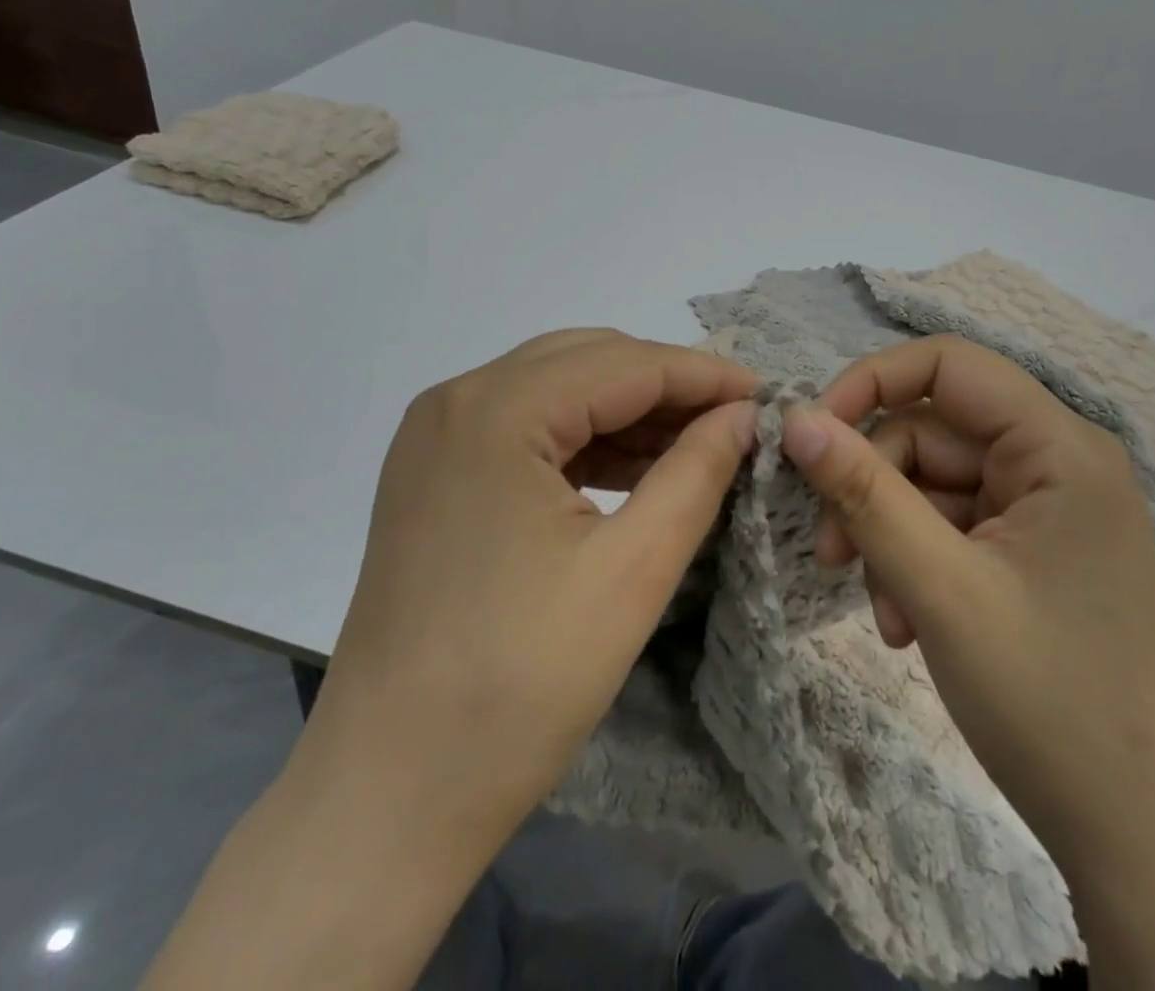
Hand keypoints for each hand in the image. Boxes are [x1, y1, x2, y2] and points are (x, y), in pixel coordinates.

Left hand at [145, 329, 759, 990]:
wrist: (388, 793)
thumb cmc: (518, 685)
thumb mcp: (631, 571)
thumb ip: (696, 473)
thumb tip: (743, 415)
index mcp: (495, 411)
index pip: (624, 364)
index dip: (703, 375)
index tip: (765, 395)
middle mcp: (456, 400)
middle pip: (586, 362)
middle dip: (666, 385)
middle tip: (734, 421)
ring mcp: (435, 436)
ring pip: (556, 389)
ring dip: (627, 411)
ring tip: (696, 446)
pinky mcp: (433, 473)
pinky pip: (526, 428)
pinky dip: (585, 440)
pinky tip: (634, 469)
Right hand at [783, 339, 1154, 988]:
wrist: (1134, 841)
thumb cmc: (1047, 702)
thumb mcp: (938, 587)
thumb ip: (863, 492)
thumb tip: (795, 418)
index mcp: (1060, 448)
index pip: (948, 364)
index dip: (870, 382)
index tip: (812, 434)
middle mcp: (1057, 462)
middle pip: (930, 432)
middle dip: (872, 487)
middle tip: (831, 554)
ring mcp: (1045, 509)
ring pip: (930, 483)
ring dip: (888, 536)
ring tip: (883, 612)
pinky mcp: (1031, 549)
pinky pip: (949, 524)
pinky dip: (914, 561)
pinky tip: (907, 623)